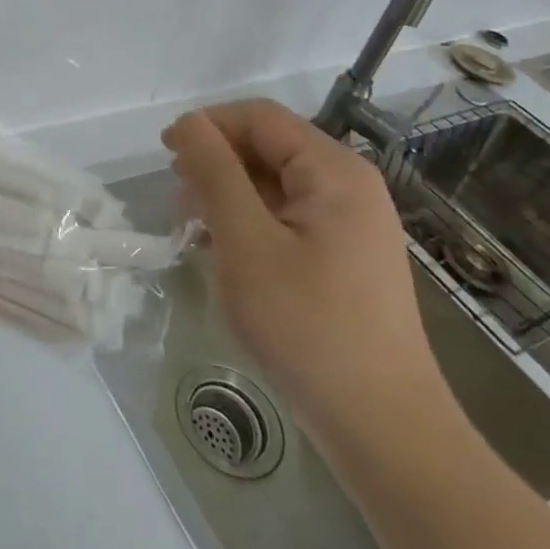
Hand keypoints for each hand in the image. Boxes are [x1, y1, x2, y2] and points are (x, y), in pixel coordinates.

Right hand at [162, 101, 447, 446]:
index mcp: (333, 171)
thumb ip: (214, 173)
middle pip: (269, 147)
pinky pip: (288, 218)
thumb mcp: (246, 242)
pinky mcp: (346, 258)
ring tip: (196, 230)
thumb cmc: (308, 326)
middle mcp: (349, 186)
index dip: (208, 126)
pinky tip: (227, 255)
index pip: (259, 117)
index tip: (165, 155)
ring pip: (275, 184)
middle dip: (217, 163)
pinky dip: (251, 224)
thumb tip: (188, 123)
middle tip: (179, 202)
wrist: (384, 430)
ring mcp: (352, 225)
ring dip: (230, 195)